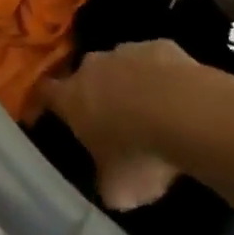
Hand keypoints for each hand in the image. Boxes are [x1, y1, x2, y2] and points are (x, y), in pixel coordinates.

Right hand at [43, 39, 200, 210]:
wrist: (188, 114)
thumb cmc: (140, 153)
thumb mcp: (118, 189)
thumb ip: (106, 183)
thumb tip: (110, 186)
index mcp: (71, 98)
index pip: (45, 93)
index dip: (46, 103)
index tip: (50, 114)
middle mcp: (92, 67)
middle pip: (85, 76)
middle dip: (95, 94)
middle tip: (112, 121)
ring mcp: (127, 51)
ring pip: (121, 65)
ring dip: (129, 83)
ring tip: (152, 111)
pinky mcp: (162, 45)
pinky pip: (155, 61)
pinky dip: (162, 75)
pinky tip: (180, 98)